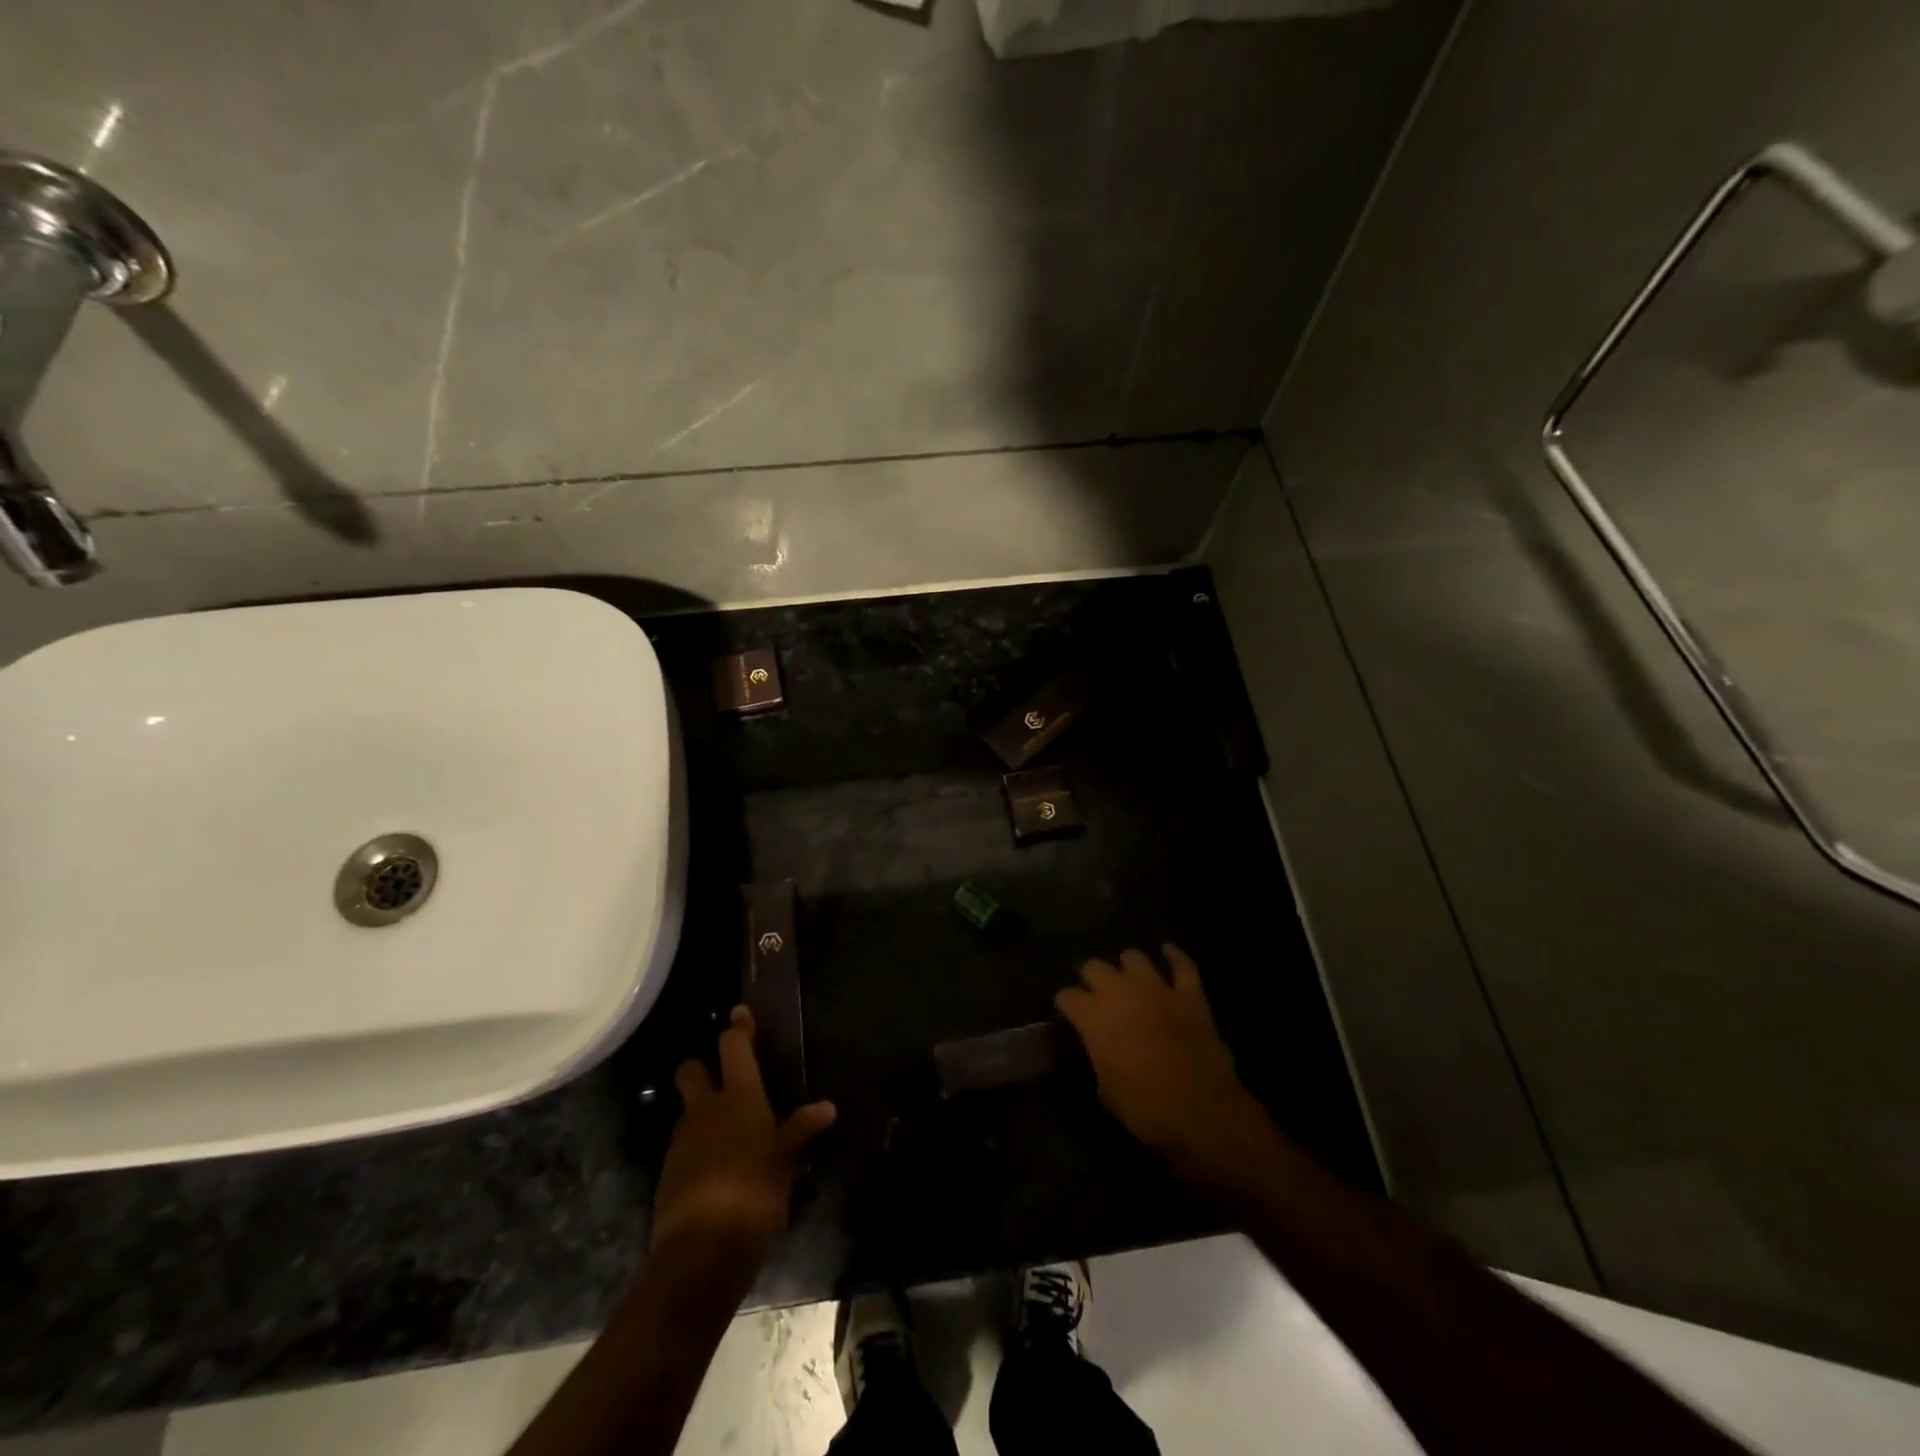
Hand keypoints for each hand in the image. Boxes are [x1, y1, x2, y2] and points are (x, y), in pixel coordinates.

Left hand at [650, 1007, 836, 1270]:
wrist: (702, 1252)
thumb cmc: (755, 1193)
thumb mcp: (786, 1162)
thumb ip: (801, 1130)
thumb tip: (827, 1107)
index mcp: (739, 1098)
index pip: (734, 1048)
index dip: (738, 1029)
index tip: (739, 1012)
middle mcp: (706, 1110)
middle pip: (691, 1070)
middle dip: (701, 1066)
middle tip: (719, 1075)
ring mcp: (682, 1142)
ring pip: (686, 1110)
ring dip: (700, 1111)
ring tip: (725, 1130)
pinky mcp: (668, 1174)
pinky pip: (684, 1146)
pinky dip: (697, 1147)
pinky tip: (716, 1167)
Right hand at [1056, 945, 1283, 1192]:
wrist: (1202, 1112)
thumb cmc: (1145, 1109)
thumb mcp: (1105, 1091)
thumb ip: (1096, 1058)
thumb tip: (1097, 1049)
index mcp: (1094, 1017)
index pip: (1067, 996)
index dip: (1065, 1006)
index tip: (1068, 1016)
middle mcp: (1121, 992)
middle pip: (1094, 967)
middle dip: (1091, 979)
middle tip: (1095, 997)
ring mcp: (1158, 989)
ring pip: (1134, 958)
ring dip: (1127, 968)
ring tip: (1127, 979)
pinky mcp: (1190, 994)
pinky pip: (1183, 965)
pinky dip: (1174, 956)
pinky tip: (1168, 952)